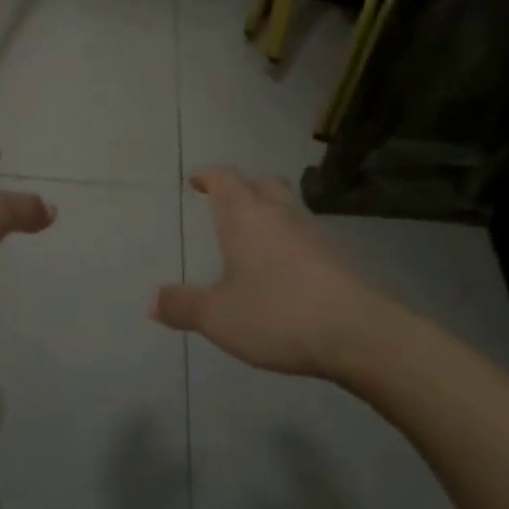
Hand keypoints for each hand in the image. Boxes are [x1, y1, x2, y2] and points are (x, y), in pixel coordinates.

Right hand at [153, 168, 387, 376]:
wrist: (357, 333)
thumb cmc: (277, 314)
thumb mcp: (218, 317)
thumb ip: (183, 305)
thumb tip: (151, 300)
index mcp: (245, 217)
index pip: (224, 179)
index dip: (208, 176)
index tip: (195, 179)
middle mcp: (279, 214)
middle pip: (262, 183)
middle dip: (243, 187)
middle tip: (227, 202)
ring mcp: (313, 233)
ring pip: (288, 206)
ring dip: (270, 211)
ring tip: (255, 235)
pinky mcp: (336, 257)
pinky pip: (306, 235)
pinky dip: (290, 239)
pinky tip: (285, 267)